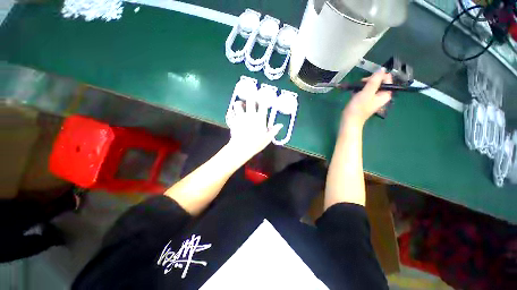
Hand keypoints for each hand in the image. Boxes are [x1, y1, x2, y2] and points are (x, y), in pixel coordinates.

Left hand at [226, 97, 282, 159]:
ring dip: (239, 103)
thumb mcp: (268, 138)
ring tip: (241, 106)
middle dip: (251, 97)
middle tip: (251, 99)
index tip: (263, 100)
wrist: (242, 148)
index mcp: (260, 118)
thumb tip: (280, 125)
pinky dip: (231, 112)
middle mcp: (250, 115)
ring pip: (237, 104)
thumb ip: (274, 130)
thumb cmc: (256, 144)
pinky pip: (230, 112)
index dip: (263, 100)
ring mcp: (240, 117)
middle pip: (250, 100)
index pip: (262, 104)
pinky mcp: (233, 120)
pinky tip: (233, 113)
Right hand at [342, 69, 392, 126]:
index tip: (366, 81)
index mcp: (386, 94)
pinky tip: (354, 94)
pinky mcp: (366, 100)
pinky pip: (365, 91)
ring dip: (362, 86)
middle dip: (368, 82)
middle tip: (360, 87)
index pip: (386, 78)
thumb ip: (374, 81)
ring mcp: (373, 98)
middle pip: (378, 81)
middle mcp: (382, 95)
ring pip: (370, 86)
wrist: (349, 120)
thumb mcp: (366, 93)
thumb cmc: (358, 108)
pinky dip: (359, 91)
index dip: (377, 77)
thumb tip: (381, 69)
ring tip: (356, 91)